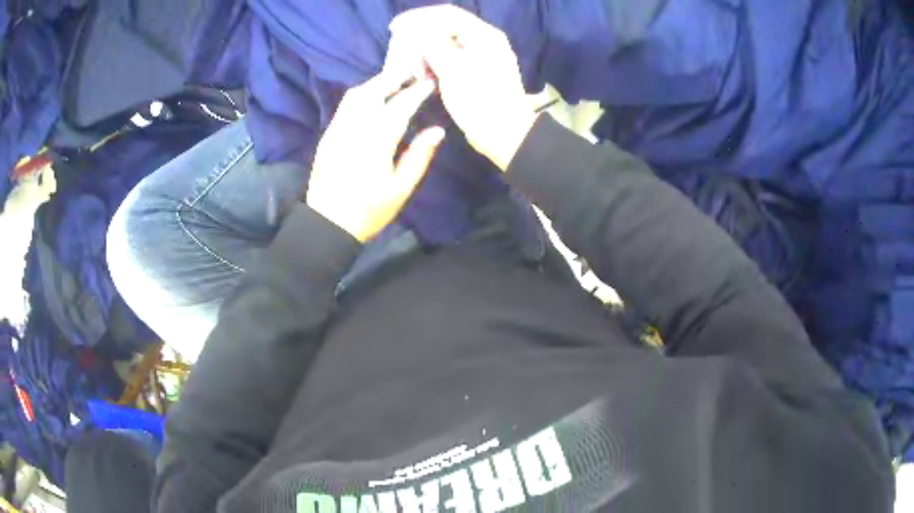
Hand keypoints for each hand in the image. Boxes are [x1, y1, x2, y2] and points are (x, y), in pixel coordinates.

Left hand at [306, 74, 444, 242]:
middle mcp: (354, 128)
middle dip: (393, 77)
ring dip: (376, 83)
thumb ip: (419, 156)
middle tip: (411, 71)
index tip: (429, 83)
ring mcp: (338, 129)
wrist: (327, 222)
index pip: (399, 107)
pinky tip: (372, 98)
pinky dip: (362, 94)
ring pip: (356, 95)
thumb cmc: (369, 210)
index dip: (415, 92)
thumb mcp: (400, 189)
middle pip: (374, 91)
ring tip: (394, 80)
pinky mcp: (328, 134)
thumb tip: (437, 130)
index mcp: (376, 142)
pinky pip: (345, 105)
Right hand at [389, 6, 537, 170]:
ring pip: (445, 45)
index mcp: (484, 35)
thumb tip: (414, 27)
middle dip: (419, 40)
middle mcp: (484, 40)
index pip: (446, 14)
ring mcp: (481, 56)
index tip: (394, 28)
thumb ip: (432, 43)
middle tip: (402, 59)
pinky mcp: (476, 72)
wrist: (506, 135)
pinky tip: (425, 78)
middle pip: (444, 28)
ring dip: (424, 54)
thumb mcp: (452, 69)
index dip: (417, 17)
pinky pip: (450, 59)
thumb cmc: (479, 102)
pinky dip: (434, 65)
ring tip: (415, 73)